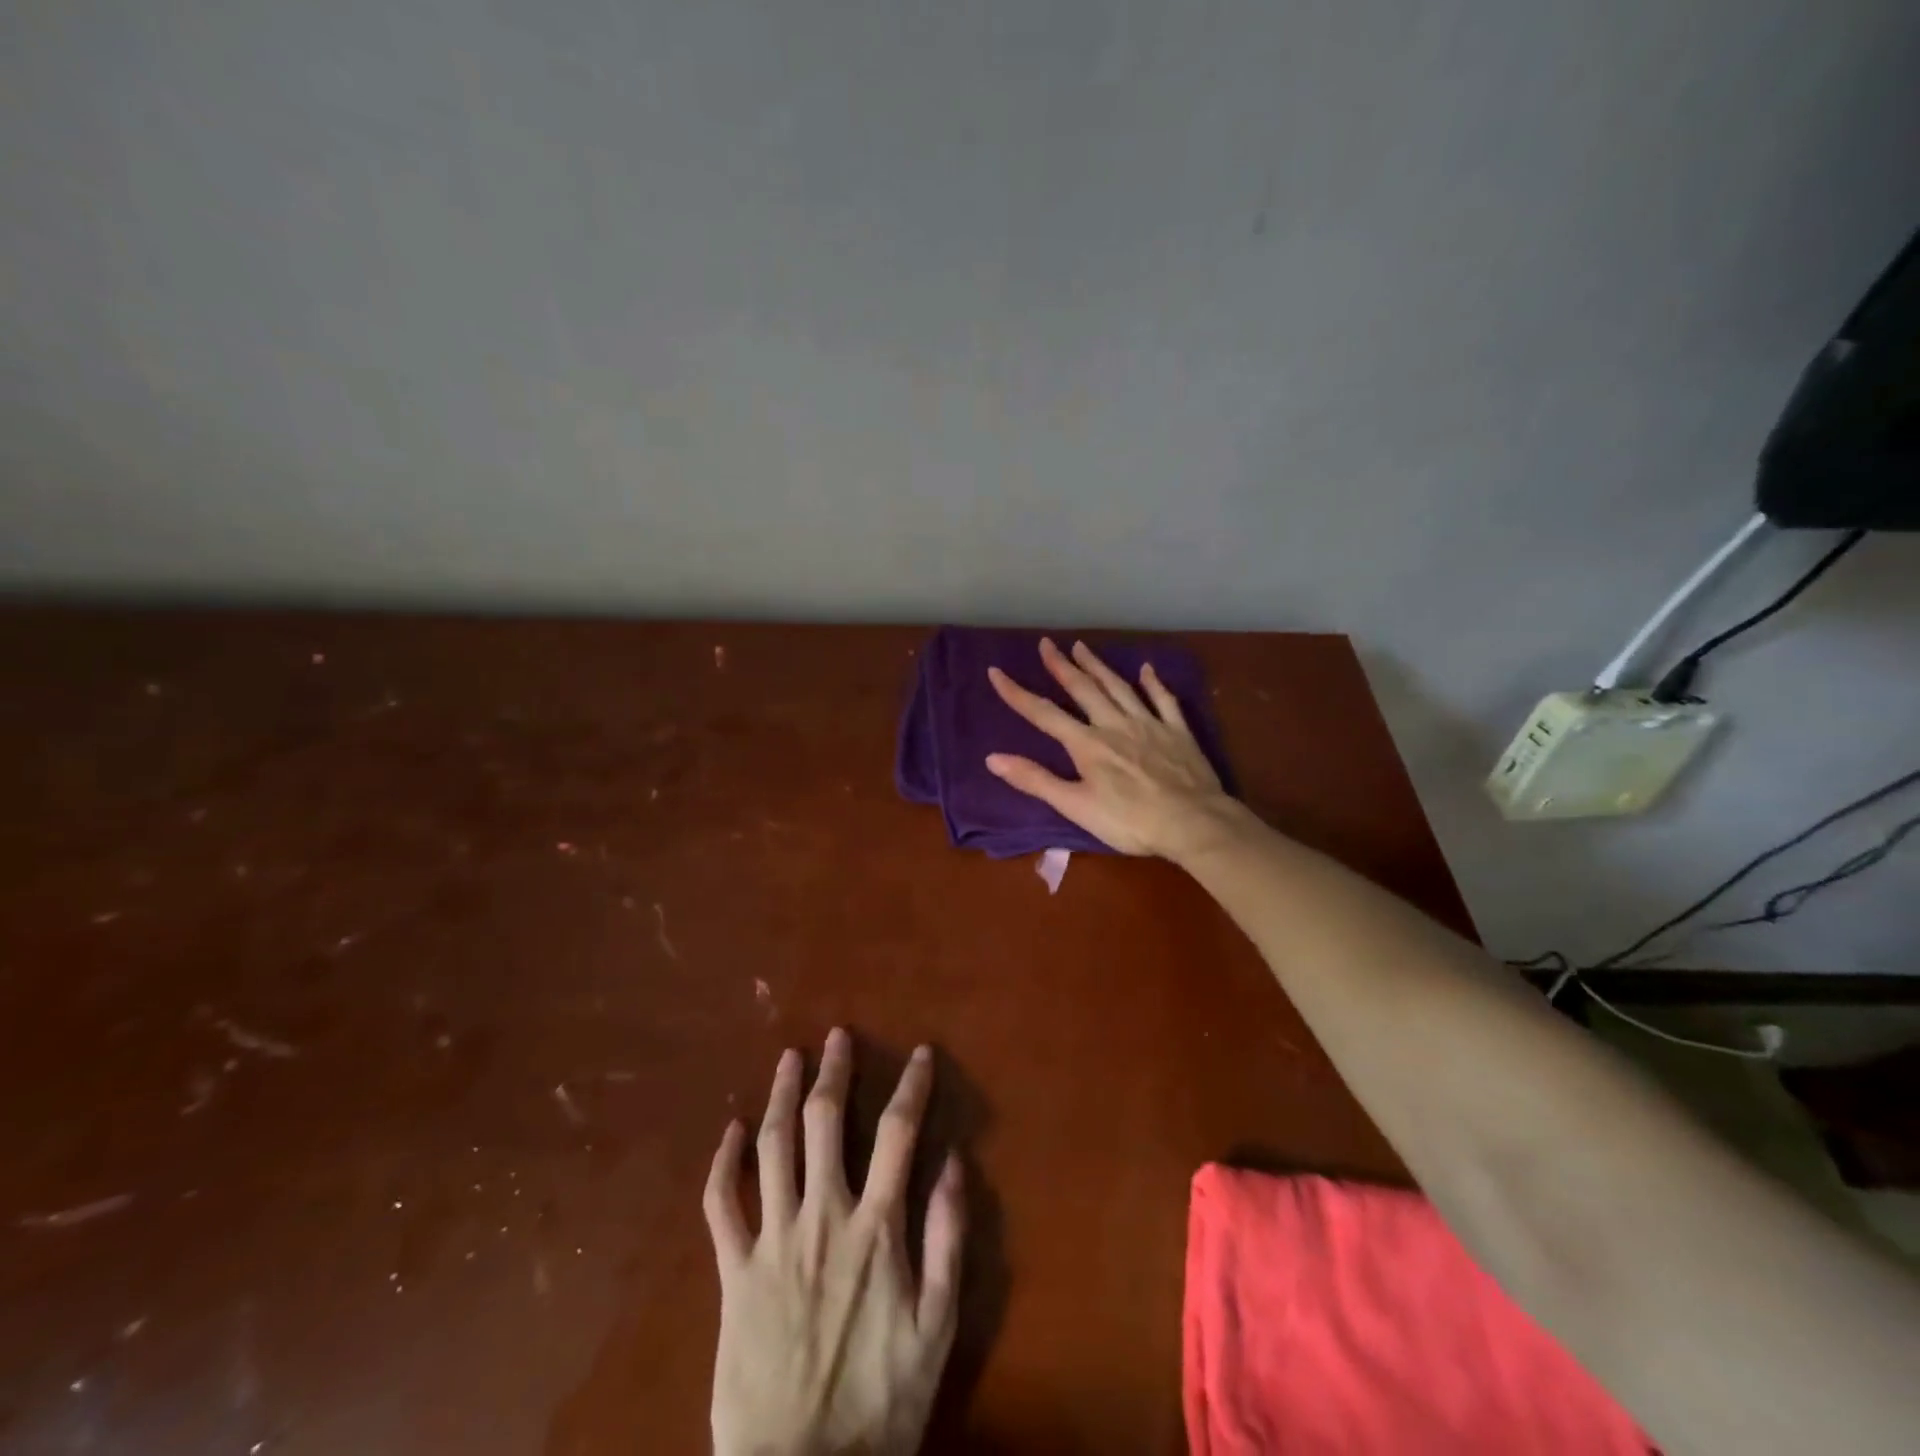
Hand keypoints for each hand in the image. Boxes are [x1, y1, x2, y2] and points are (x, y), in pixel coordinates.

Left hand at [706, 1030, 965, 1455]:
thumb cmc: (880, 1404)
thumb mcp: (938, 1327)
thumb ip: (947, 1239)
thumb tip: (955, 1162)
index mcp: (876, 1227)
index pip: (898, 1133)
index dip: (911, 1086)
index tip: (919, 1053)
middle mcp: (823, 1216)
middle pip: (826, 1122)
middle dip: (834, 1071)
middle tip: (837, 1036)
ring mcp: (773, 1240)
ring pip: (772, 1146)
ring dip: (781, 1095)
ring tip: (789, 1058)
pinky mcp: (732, 1272)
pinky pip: (720, 1205)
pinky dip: (722, 1163)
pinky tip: (729, 1131)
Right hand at [986, 637, 1238, 860]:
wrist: (1193, 823)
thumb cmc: (1130, 821)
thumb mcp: (1075, 806)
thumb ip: (1036, 780)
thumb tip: (993, 758)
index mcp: (1087, 744)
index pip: (1044, 714)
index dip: (1017, 693)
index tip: (996, 672)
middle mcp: (1114, 725)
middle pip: (1083, 689)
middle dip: (1061, 666)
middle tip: (1047, 643)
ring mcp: (1149, 724)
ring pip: (1118, 687)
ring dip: (1098, 666)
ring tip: (1082, 647)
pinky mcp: (1178, 732)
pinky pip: (1164, 700)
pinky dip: (1154, 682)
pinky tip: (1147, 669)